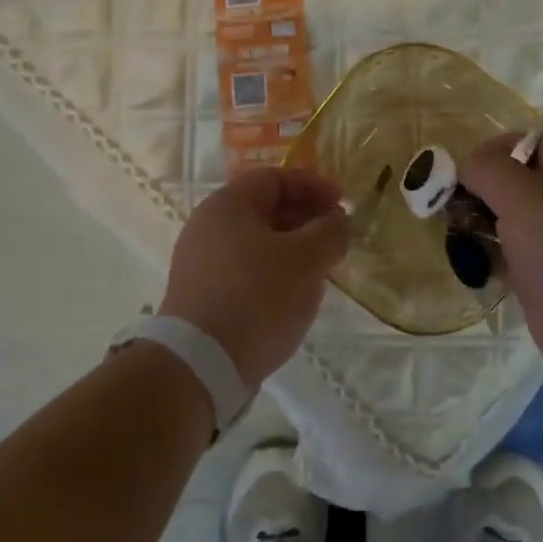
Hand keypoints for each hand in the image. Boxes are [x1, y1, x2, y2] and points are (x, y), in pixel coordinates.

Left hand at [159, 168, 350, 385]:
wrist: (201, 363)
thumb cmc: (258, 297)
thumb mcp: (307, 260)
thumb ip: (330, 232)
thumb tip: (337, 221)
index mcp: (228, 205)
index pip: (276, 178)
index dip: (314, 186)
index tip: (343, 205)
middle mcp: (207, 226)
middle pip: (264, 210)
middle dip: (306, 220)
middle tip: (334, 242)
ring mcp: (199, 262)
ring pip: (256, 243)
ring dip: (292, 251)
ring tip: (318, 274)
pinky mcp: (200, 295)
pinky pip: (244, 271)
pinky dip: (272, 274)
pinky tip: (291, 299)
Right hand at [461, 130, 542, 383]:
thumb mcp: (522, 196)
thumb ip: (488, 170)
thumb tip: (467, 167)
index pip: (532, 140)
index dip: (497, 148)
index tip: (465, 170)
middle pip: (517, 180)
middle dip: (481, 188)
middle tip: (451, 205)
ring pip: (510, 219)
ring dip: (479, 222)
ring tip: (453, 233)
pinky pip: (511, 255)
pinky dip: (488, 256)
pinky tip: (467, 263)